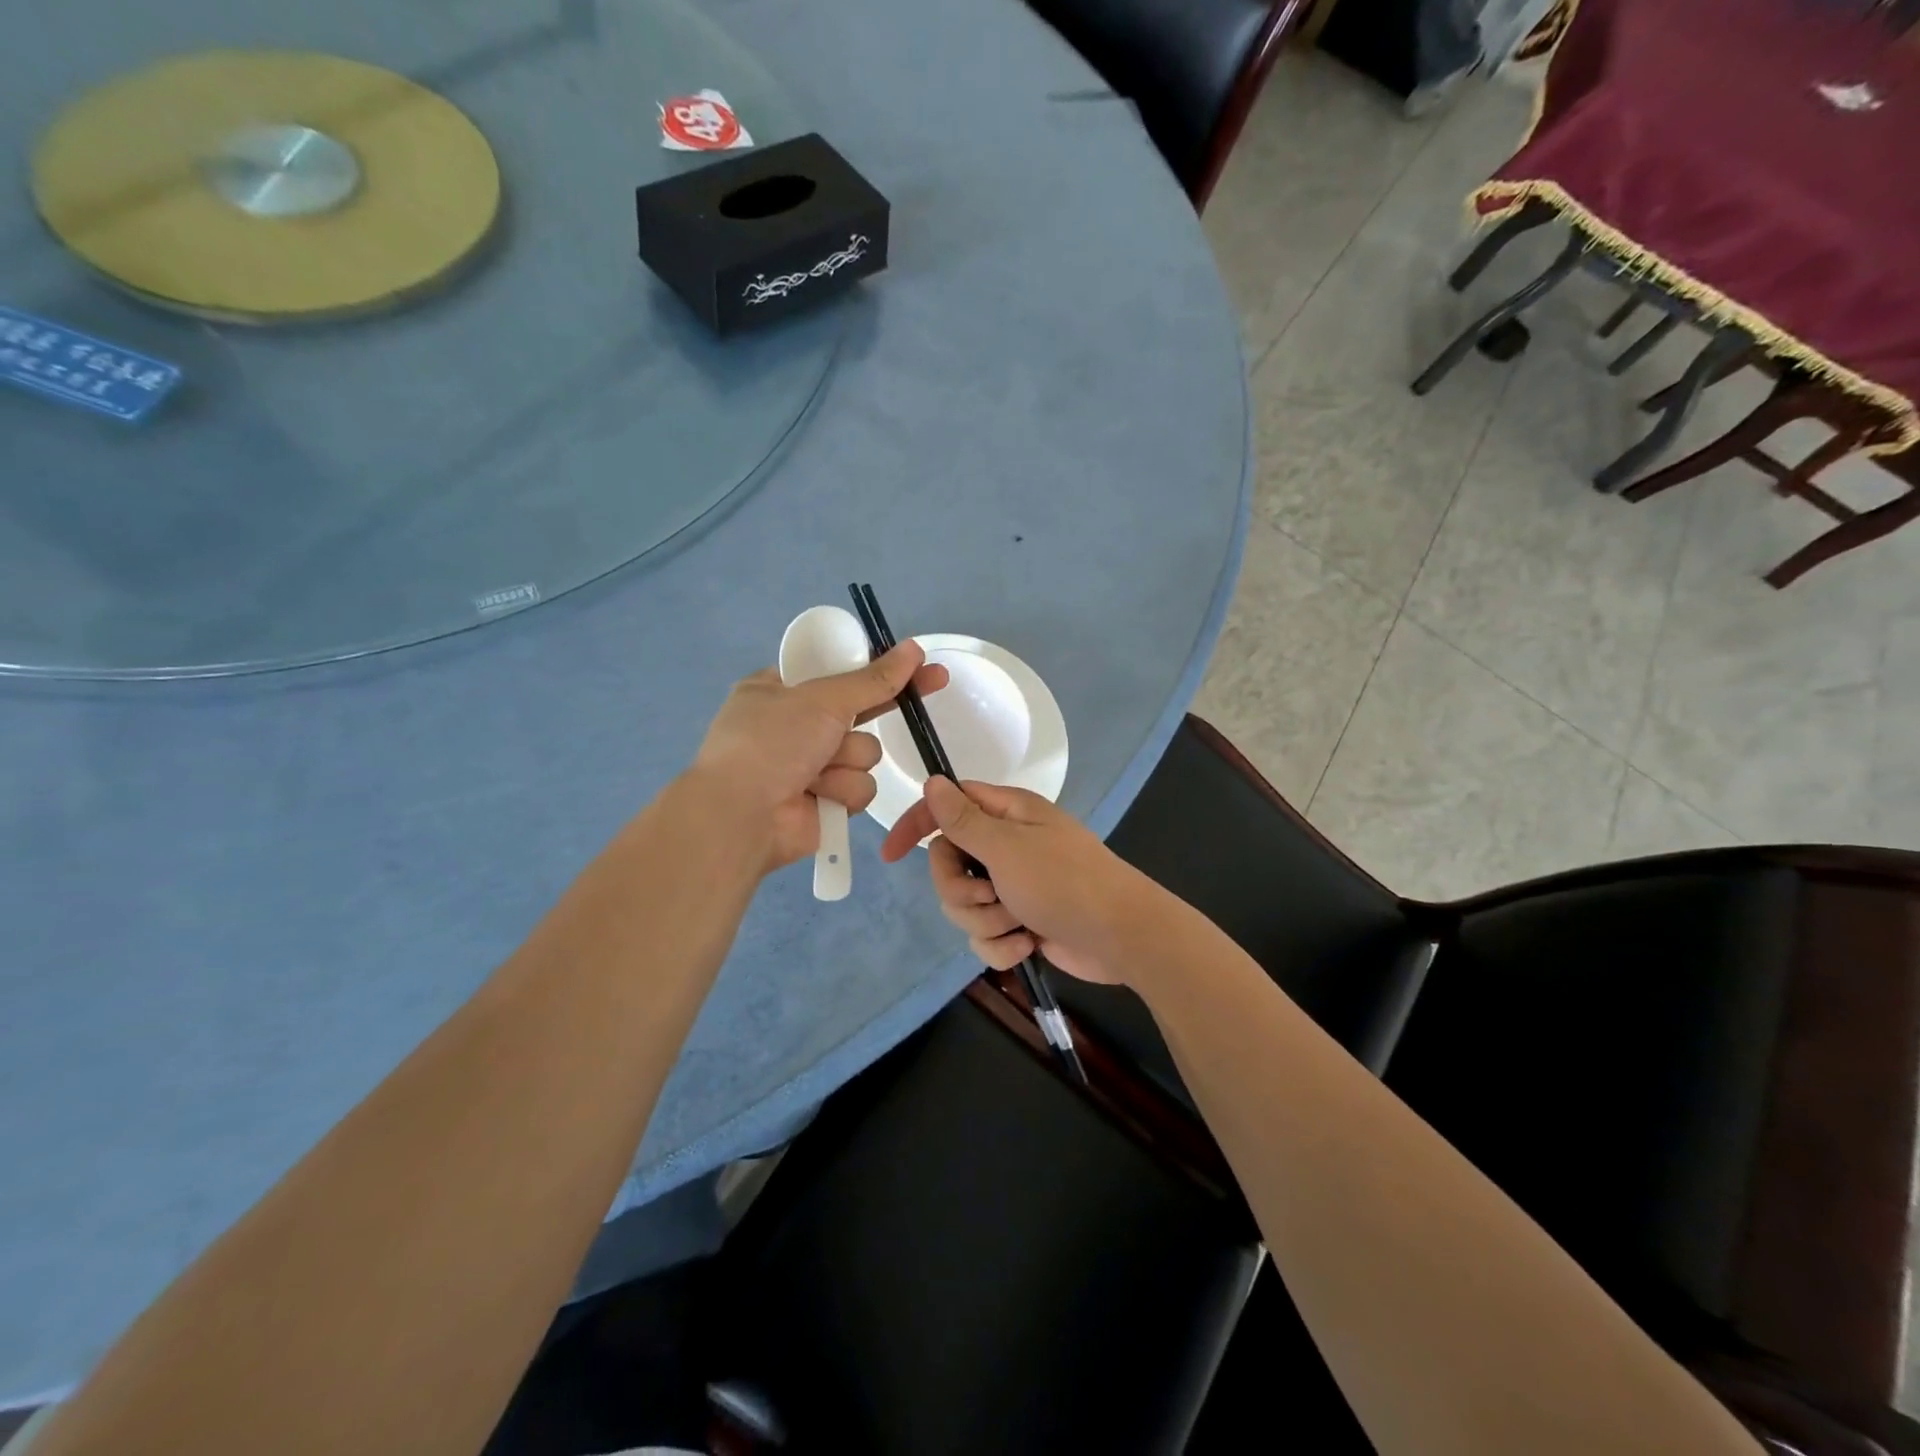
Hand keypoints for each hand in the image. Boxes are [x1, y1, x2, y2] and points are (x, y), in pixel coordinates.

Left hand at [692, 644, 947, 872]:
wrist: (742, 817)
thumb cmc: (771, 743)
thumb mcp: (821, 700)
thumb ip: (872, 679)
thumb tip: (913, 648)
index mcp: (779, 691)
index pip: (837, 671)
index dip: (874, 667)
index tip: (914, 661)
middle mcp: (796, 727)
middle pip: (860, 712)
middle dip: (882, 708)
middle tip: (935, 680)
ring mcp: (812, 766)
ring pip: (865, 753)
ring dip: (848, 761)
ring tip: (817, 771)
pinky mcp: (827, 801)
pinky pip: (860, 787)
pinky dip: (842, 791)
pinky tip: (818, 797)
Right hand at [879, 776, 1160, 983]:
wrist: (1121, 937)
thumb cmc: (1065, 881)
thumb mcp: (1007, 847)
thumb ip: (963, 820)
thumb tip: (932, 781)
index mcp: (1005, 814)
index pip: (947, 806)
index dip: (917, 825)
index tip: (890, 854)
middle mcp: (1005, 845)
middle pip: (948, 863)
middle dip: (960, 889)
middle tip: (989, 896)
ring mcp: (1013, 885)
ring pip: (963, 904)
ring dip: (985, 920)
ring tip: (1018, 923)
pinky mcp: (1019, 921)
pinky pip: (984, 934)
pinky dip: (1001, 944)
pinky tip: (1028, 945)